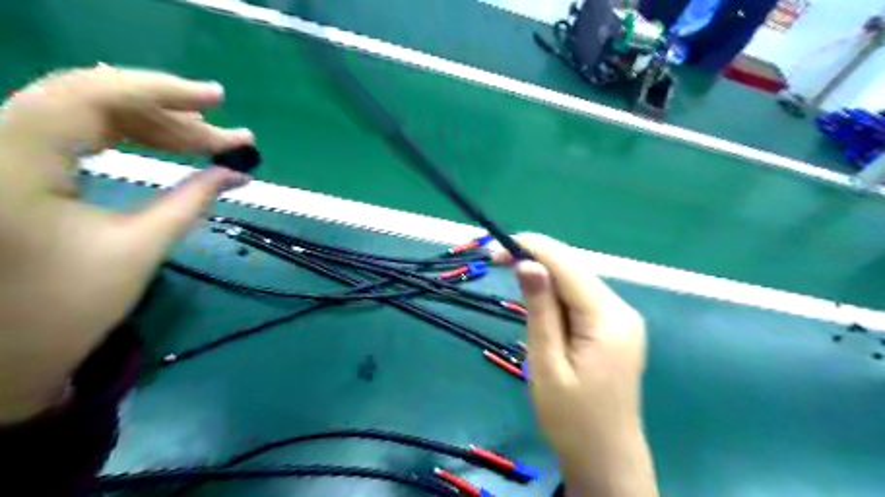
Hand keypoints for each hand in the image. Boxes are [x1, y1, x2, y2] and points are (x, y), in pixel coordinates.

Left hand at [0, 64, 252, 423]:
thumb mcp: (139, 248)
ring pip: (87, 112)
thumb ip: (192, 200)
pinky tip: (166, 143)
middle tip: (228, 136)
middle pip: (93, 100)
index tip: (218, 99)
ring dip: (154, 125)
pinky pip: (76, 130)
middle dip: (170, 115)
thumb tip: (238, 173)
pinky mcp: (11, 163)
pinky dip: (128, 134)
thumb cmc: (65, 309)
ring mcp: (1, 151)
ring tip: (209, 141)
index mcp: (13, 164)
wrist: (1, 352)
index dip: (162, 90)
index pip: (92, 95)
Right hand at [497, 236, 655, 495]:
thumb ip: (540, 310)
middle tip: (498, 263)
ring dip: (545, 278)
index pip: (569, 266)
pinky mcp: (615, 329)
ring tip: (514, 284)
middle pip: (576, 270)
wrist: (606, 460)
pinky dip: (557, 295)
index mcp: (608, 319)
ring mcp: (622, 319)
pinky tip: (540, 305)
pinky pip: (582, 299)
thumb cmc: (570, 419)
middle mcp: (622, 310)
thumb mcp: (546, 363)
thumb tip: (528, 263)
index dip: (533, 248)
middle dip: (537, 260)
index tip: (496, 249)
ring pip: (578, 282)